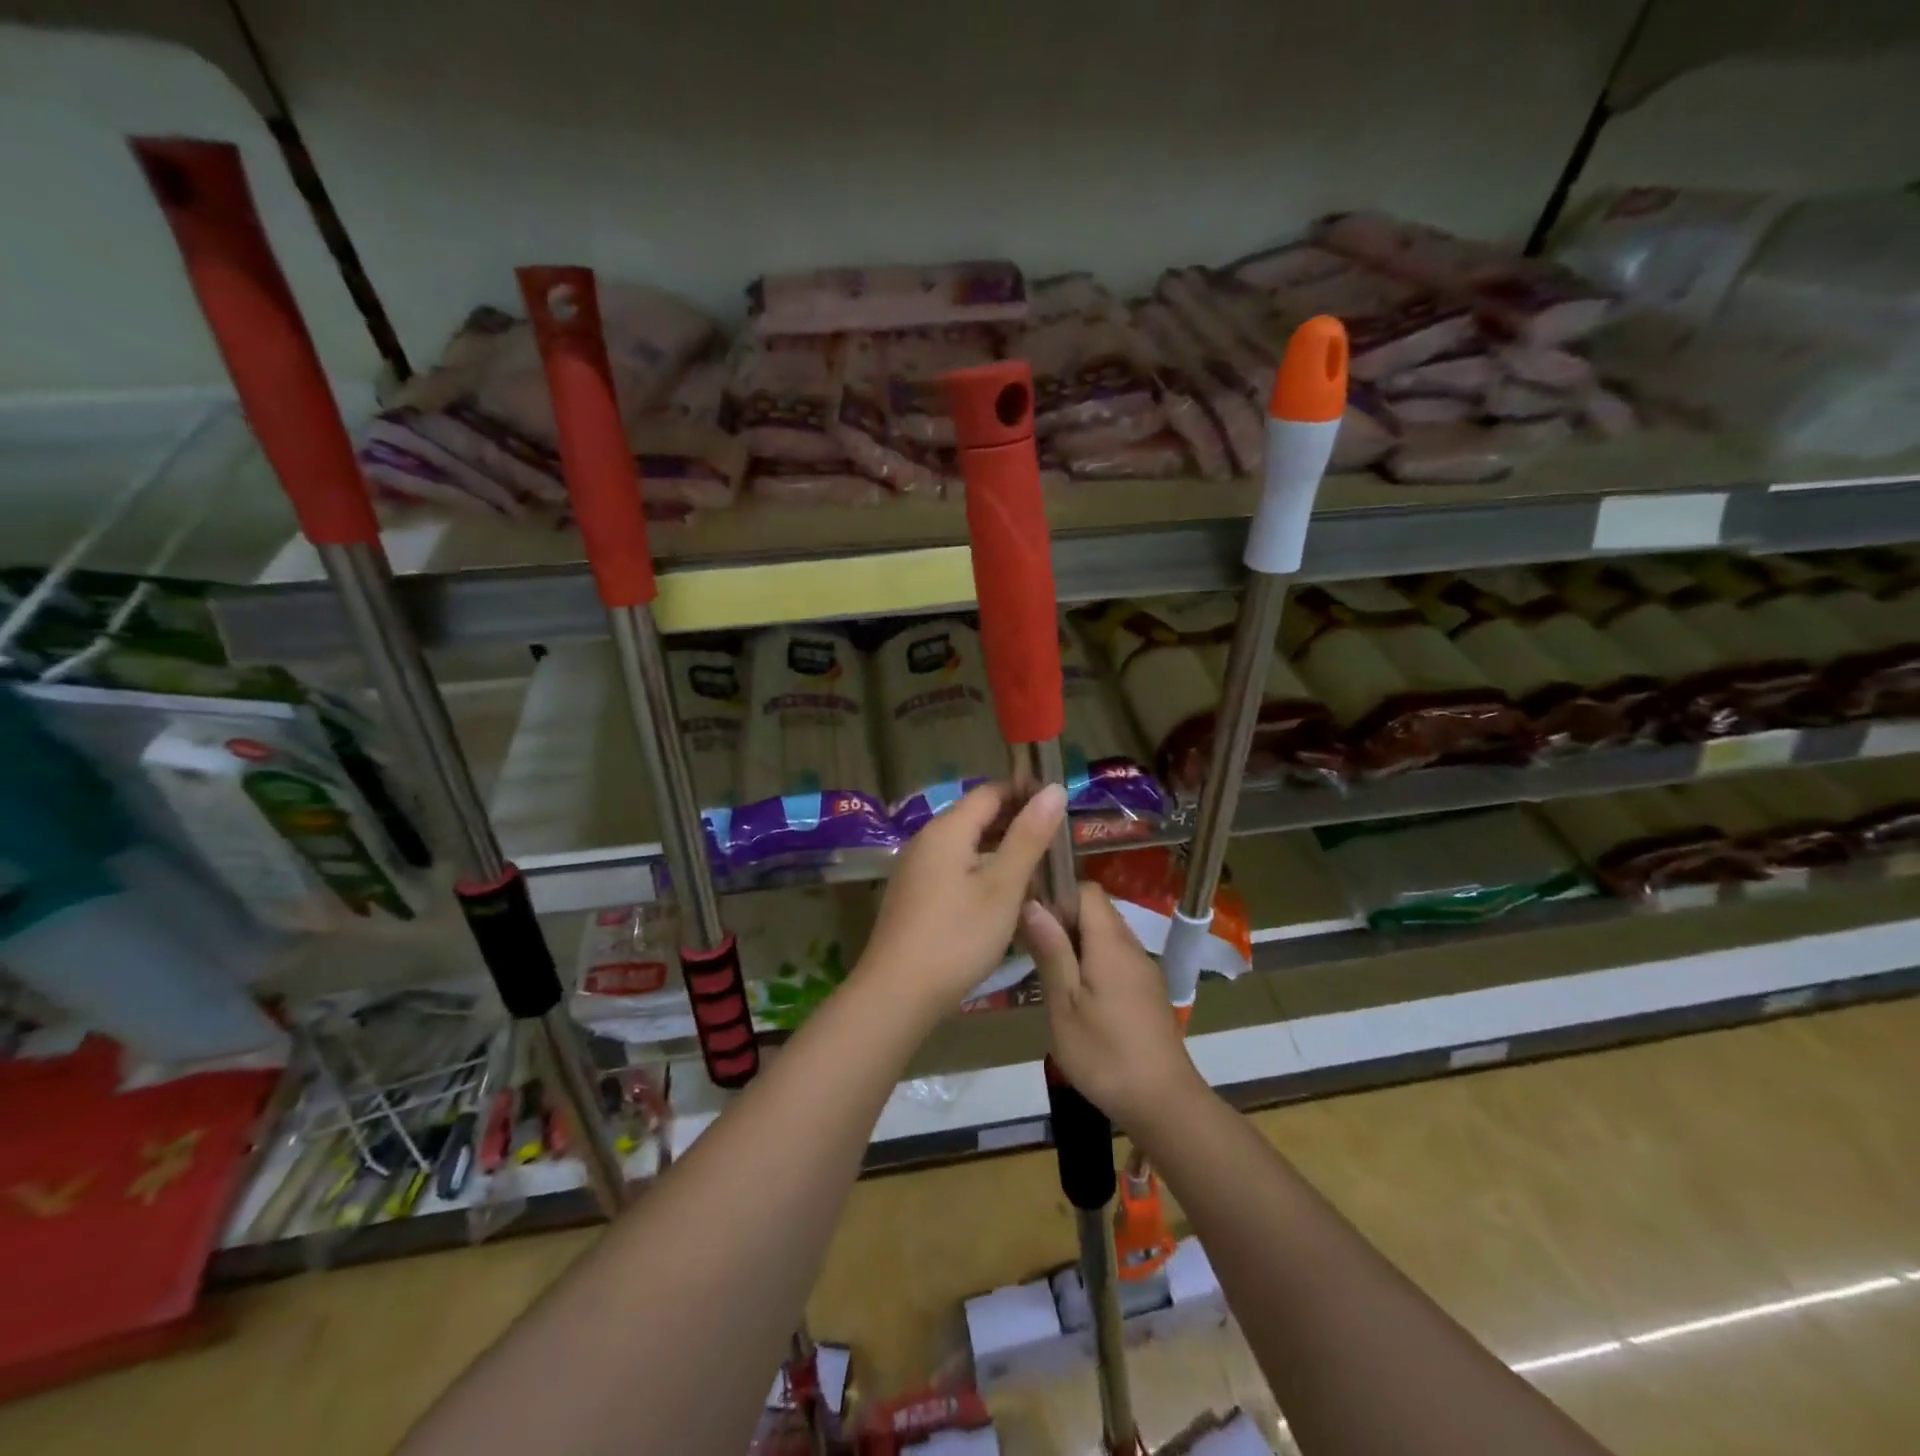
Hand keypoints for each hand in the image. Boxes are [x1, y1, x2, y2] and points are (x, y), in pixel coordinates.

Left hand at [855, 781, 1067, 1023]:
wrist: (897, 992)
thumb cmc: (957, 936)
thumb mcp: (1003, 886)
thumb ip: (1029, 836)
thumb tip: (1054, 789)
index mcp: (947, 829)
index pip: (991, 792)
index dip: (1025, 793)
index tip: (1060, 808)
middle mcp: (926, 840)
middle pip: (977, 817)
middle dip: (1016, 825)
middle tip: (1056, 844)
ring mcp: (916, 869)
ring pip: (966, 847)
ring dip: (1001, 853)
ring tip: (1037, 874)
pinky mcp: (913, 895)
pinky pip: (953, 870)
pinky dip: (981, 873)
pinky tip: (1002, 900)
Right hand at [1020, 883, 1203, 1132]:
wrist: (1163, 1104)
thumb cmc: (1104, 1054)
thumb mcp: (1064, 1004)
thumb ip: (1051, 951)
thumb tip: (1033, 903)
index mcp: (1111, 944)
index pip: (1088, 890)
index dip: (1058, 894)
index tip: (1032, 917)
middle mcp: (1132, 948)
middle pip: (1097, 912)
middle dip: (1063, 919)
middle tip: (1033, 948)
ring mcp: (1144, 971)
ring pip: (1106, 937)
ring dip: (1077, 943)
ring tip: (1050, 973)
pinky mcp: (1148, 993)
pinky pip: (1117, 959)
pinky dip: (1093, 963)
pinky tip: (1077, 996)